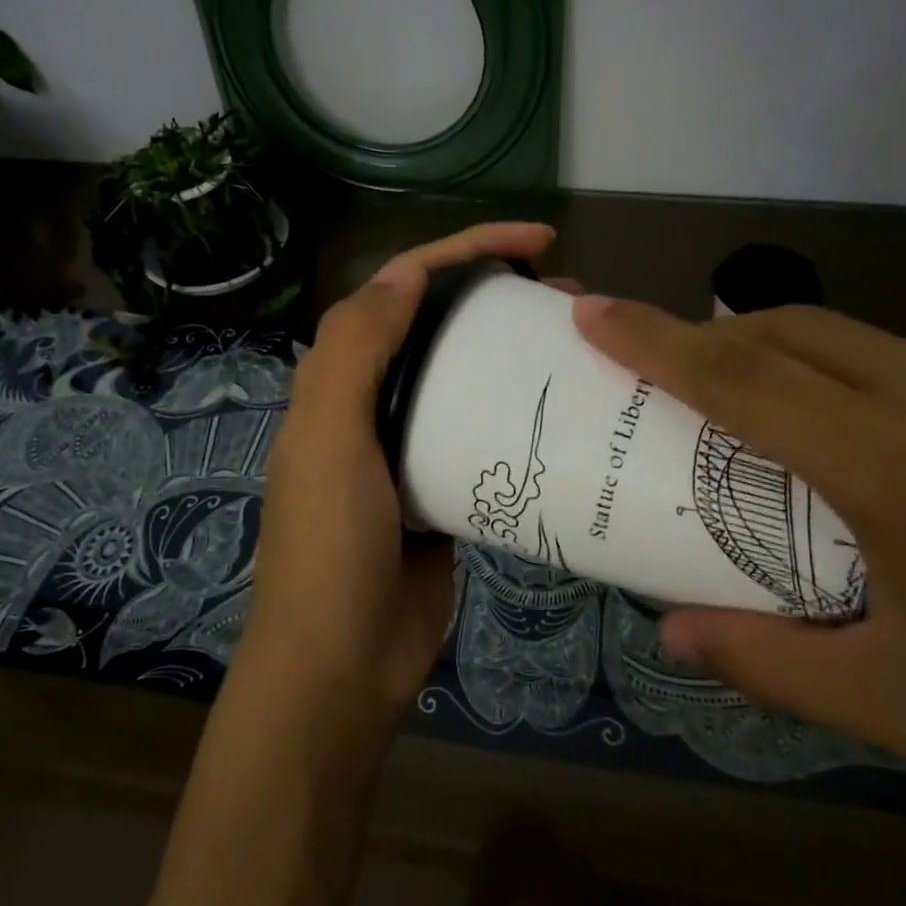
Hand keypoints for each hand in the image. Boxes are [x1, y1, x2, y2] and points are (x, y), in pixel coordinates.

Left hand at [241, 222, 557, 729]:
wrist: (343, 663)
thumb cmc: (331, 546)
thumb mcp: (328, 439)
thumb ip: (353, 350)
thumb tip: (405, 273)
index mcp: (341, 378)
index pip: (403, 286)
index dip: (465, 249)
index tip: (536, 242)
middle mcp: (374, 401)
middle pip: (441, 324)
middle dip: (499, 293)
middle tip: (569, 295)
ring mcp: (413, 445)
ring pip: (467, 375)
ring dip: (513, 351)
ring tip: (578, 343)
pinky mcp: (447, 488)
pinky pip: (485, 433)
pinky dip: (518, 412)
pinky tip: (563, 409)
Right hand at [574, 298, 905, 896]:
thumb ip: (773, 665)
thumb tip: (673, 633)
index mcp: (895, 471)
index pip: (740, 379)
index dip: (653, 339)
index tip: (592, 311)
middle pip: (788, 330)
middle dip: (709, 335)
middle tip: (661, 367)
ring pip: (856, 338)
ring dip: (786, 356)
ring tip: (766, 417)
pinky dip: (870, 382)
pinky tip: (895, 449)